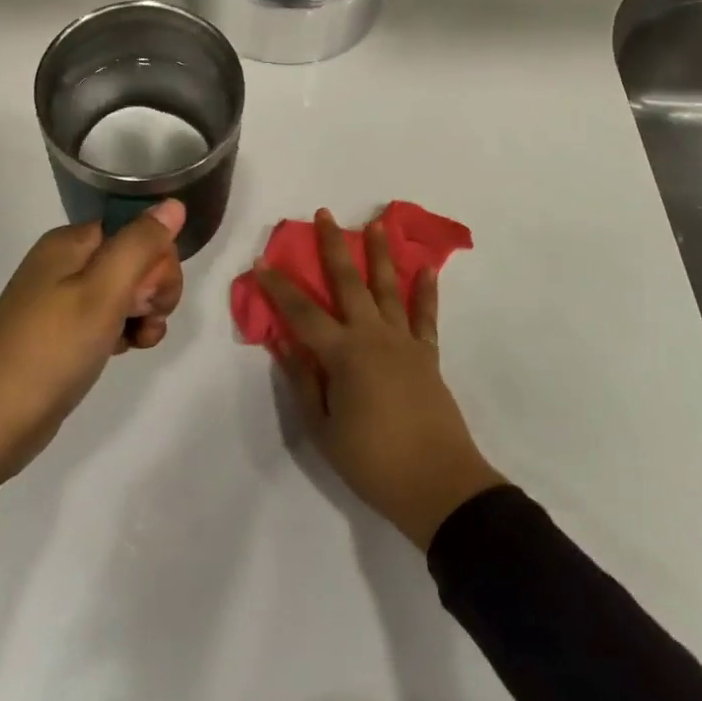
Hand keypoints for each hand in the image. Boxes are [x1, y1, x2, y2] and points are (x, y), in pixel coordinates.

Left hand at [0, 199, 185, 508]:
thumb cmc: (51, 349)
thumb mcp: (103, 292)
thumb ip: (140, 244)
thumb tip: (173, 204)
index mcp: (70, 242)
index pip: (135, 228)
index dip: (156, 257)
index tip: (153, 293)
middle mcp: (65, 262)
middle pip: (133, 258)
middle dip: (153, 288)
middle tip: (144, 317)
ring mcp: (62, 299)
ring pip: (125, 291)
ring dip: (144, 313)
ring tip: (139, 341)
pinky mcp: (63, 333)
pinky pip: (108, 318)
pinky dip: (125, 331)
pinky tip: (127, 351)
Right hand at [258, 209, 504, 549]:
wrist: (439, 485)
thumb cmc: (373, 462)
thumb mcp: (324, 430)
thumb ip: (304, 383)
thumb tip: (286, 344)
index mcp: (343, 354)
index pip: (302, 312)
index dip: (279, 286)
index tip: (262, 260)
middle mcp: (373, 336)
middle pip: (348, 282)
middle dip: (333, 246)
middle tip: (324, 214)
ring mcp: (404, 341)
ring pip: (388, 287)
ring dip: (380, 254)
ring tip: (377, 224)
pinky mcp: (428, 354)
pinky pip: (426, 315)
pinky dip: (426, 290)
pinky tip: (426, 268)